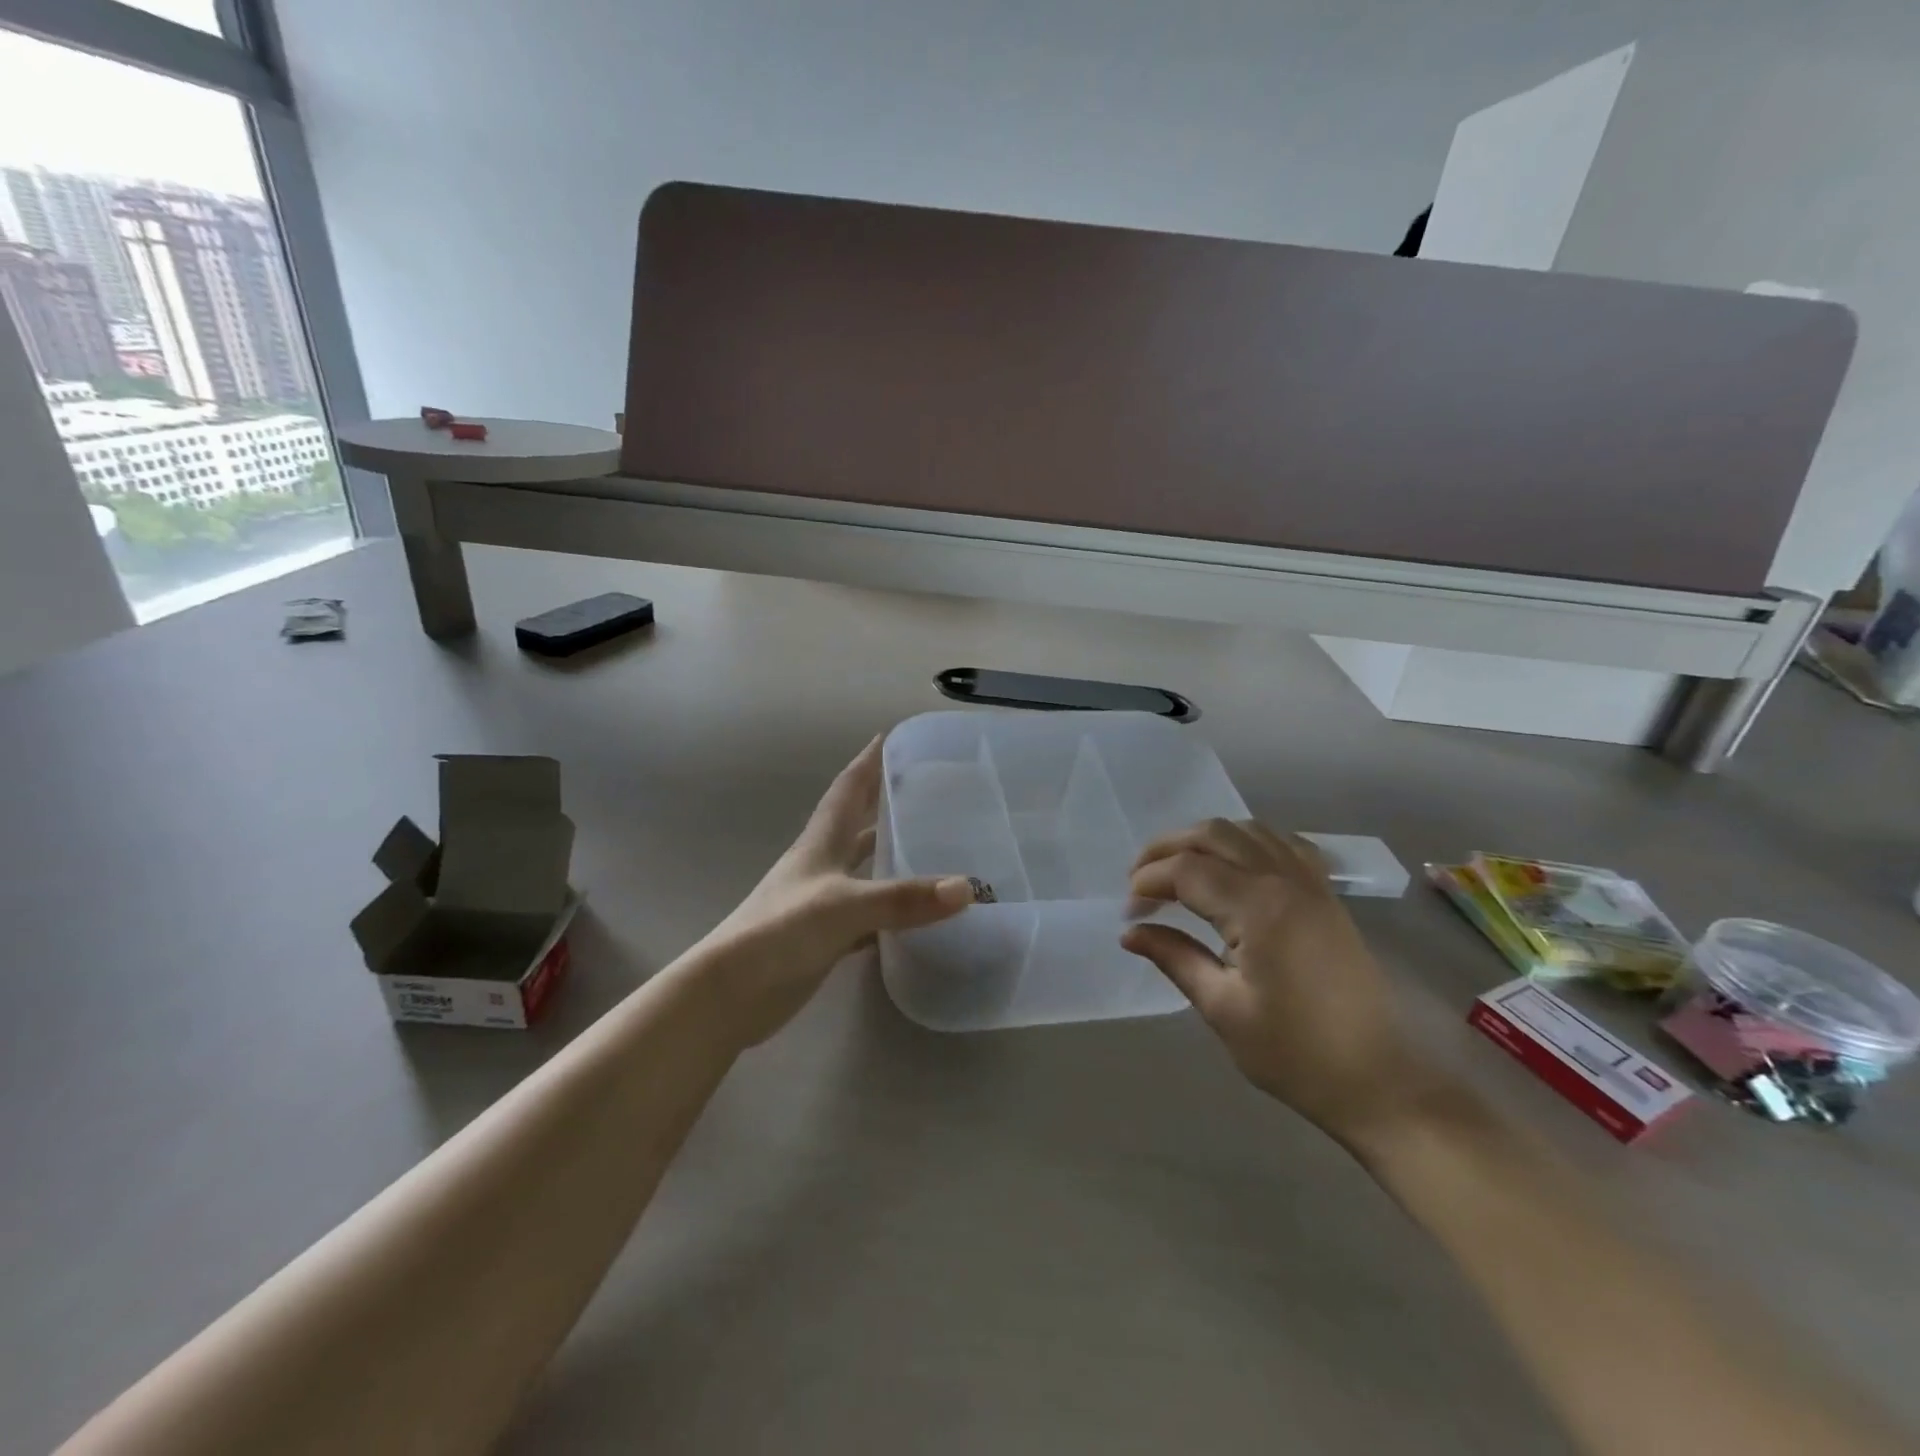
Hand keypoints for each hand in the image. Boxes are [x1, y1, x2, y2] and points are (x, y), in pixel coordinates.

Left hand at [703, 737, 974, 1045]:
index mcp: (820, 844)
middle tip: (924, 789)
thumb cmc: (781, 931)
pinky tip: (916, 914)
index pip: (847, 790)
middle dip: (883, 803)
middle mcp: (821, 865)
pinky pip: (868, 915)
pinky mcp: (825, 937)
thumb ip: (903, 898)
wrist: (731, 992)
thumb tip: (966, 888)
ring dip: (889, 855)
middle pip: (856, 825)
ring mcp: (822, 902)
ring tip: (930, 845)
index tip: (890, 736)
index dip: (867, 762)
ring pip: (863, 869)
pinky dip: (890, 911)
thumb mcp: (845, 906)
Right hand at [1121, 819, 1434, 1142]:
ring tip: (1177, 870)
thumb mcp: (1223, 1010)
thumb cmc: (1294, 1053)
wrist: (1377, 1081)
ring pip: (1247, 830)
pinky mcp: (1326, 894)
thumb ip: (1174, 958)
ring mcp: (1311, 883)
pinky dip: (1247, 843)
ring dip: (1204, 840)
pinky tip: (1233, 867)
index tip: (1129, 913)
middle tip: (1139, 881)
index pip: (1186, 870)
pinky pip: (1282, 844)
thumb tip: (1130, 933)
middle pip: (1213, 834)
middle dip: (1167, 849)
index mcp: (1257, 908)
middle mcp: (1284, 880)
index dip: (1148, 883)